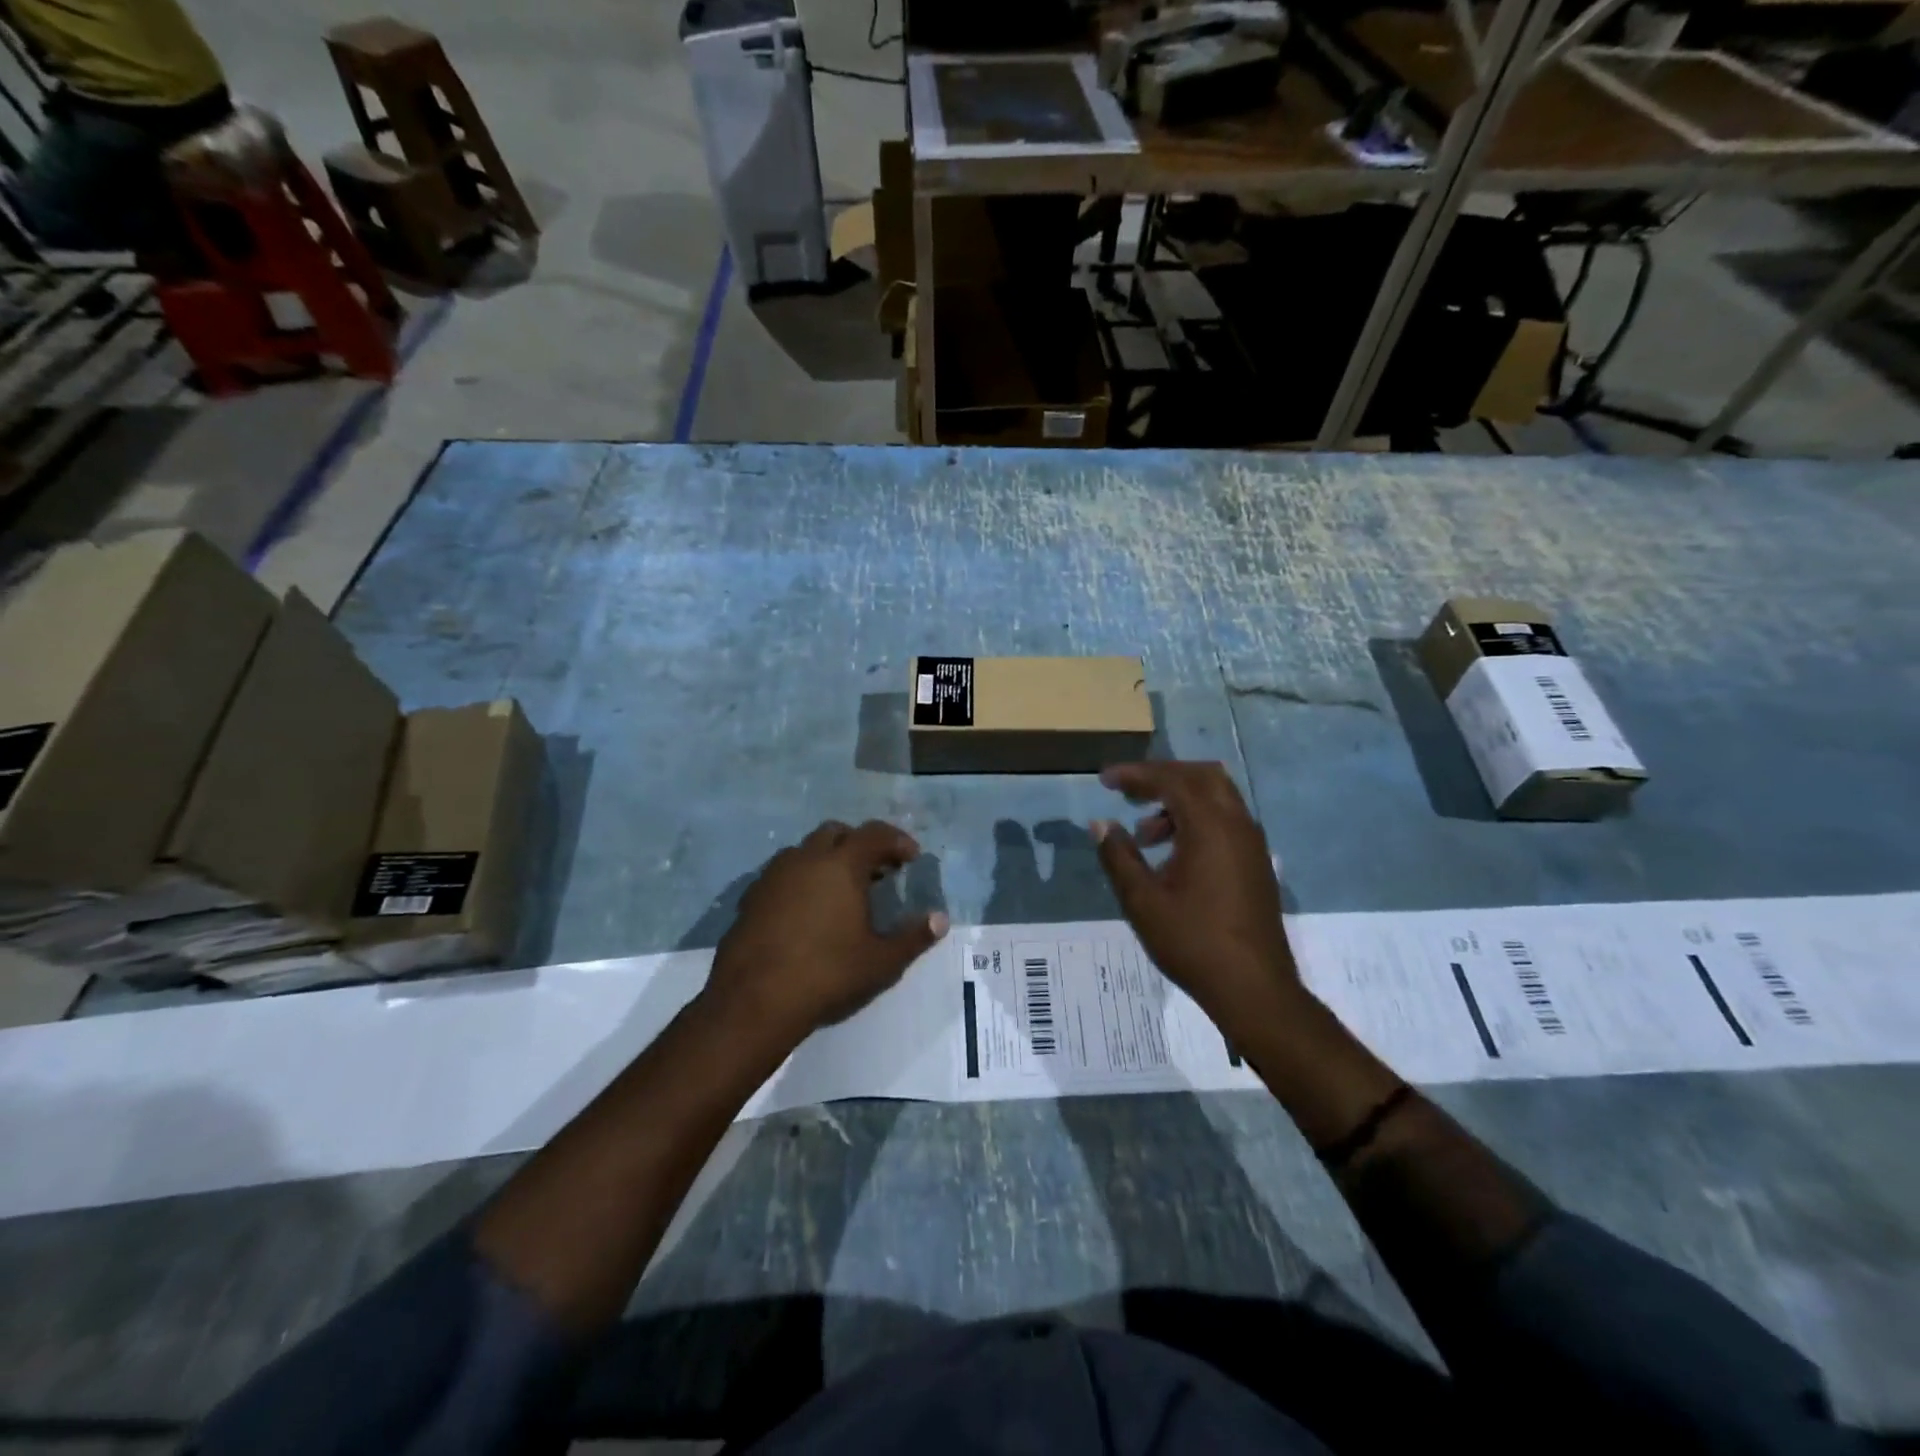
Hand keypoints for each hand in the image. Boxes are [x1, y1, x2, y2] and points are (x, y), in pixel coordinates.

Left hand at [706, 819, 947, 1042]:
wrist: (753, 1001)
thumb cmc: (827, 974)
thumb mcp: (881, 961)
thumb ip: (914, 937)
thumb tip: (940, 919)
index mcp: (842, 865)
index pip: (874, 833)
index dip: (897, 840)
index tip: (911, 859)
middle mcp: (806, 858)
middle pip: (836, 832)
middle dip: (859, 844)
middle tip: (876, 872)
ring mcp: (773, 875)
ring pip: (805, 850)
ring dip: (827, 859)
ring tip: (841, 891)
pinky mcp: (751, 896)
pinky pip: (782, 874)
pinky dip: (801, 879)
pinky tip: (806, 911)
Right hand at [1092, 762, 1301, 1045]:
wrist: (1254, 989)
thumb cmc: (1193, 942)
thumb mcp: (1142, 901)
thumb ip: (1118, 856)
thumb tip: (1101, 824)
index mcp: (1211, 827)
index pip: (1171, 780)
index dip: (1135, 774)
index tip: (1105, 780)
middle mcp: (1237, 825)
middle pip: (1202, 776)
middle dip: (1162, 777)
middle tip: (1128, 792)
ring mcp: (1252, 844)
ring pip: (1217, 798)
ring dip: (1179, 802)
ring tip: (1144, 836)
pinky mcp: (1256, 863)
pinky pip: (1226, 820)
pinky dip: (1197, 820)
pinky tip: (1172, 854)